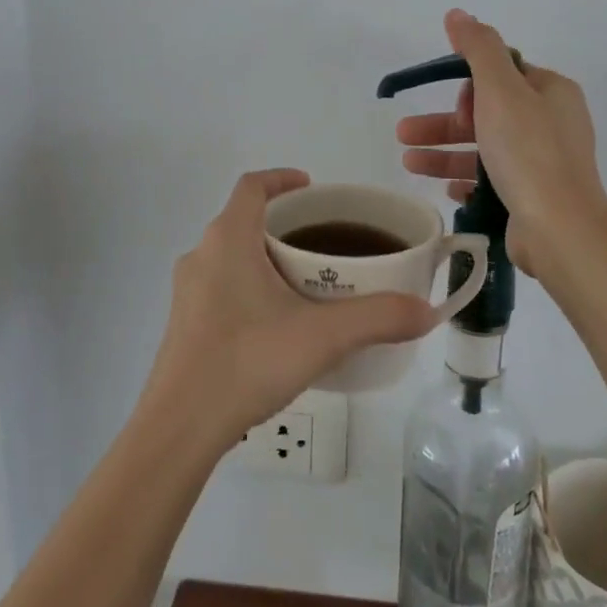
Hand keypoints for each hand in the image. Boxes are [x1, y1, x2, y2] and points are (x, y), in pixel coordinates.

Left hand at [140, 169, 435, 450]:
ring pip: (231, 254)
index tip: (313, 188)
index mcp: (228, 240)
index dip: (282, 178)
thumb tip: (426, 310)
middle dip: (284, 223)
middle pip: (244, 219)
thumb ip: (379, 318)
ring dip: (266, 256)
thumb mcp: (323, 337)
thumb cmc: (247, 362)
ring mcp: (188, 291)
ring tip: (307, 282)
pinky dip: (250, 285)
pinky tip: (277, 323)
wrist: (180, 428)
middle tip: (324, 242)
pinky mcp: (184, 322)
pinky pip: (221, 285)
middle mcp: (201, 255)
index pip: (252, 186)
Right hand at [396, 10, 606, 276]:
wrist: (560, 228)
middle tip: (403, 133)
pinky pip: (492, 180)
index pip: (503, 74)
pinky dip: (466, 180)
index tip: (453, 105)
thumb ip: (478, 49)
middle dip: (443, 123)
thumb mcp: (500, 90)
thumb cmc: (528, 151)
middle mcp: (552, 123)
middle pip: (487, 113)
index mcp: (552, 92)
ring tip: (406, 161)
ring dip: (444, 153)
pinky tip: (445, 188)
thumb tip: (457, 14)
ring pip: (484, 149)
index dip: (470, 86)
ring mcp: (544, 163)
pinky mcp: (533, 196)